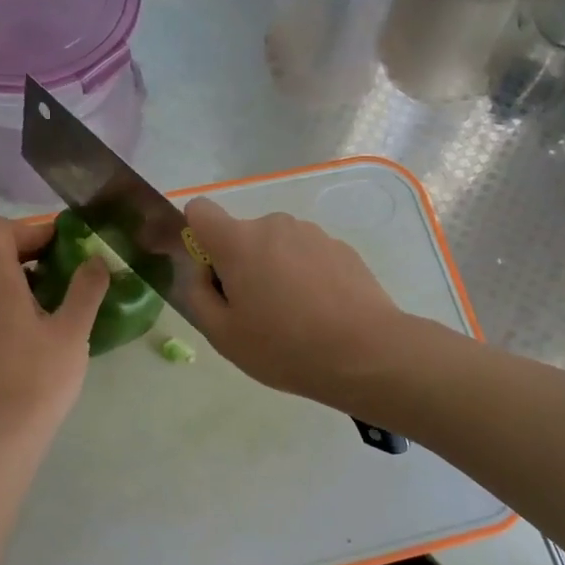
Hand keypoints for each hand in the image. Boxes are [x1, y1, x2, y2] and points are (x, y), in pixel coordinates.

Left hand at [0, 218, 108, 437]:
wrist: (5, 429)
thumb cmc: (40, 375)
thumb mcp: (73, 329)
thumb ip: (86, 288)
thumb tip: (97, 259)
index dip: (30, 229)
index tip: (63, 247)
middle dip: (32, 251)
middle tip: (68, 269)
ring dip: (21, 277)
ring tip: (56, 296)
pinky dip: (12, 300)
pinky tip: (41, 325)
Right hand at [182, 198, 408, 409]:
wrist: (366, 353)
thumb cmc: (285, 347)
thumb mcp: (223, 334)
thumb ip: (198, 295)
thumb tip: (201, 271)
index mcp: (239, 241)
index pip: (200, 211)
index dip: (197, 237)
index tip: (212, 274)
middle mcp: (275, 225)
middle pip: (242, 236)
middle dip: (241, 265)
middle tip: (255, 313)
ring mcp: (313, 234)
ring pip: (277, 246)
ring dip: (275, 271)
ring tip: (294, 317)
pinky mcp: (342, 248)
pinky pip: (307, 256)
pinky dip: (305, 276)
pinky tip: (321, 313)